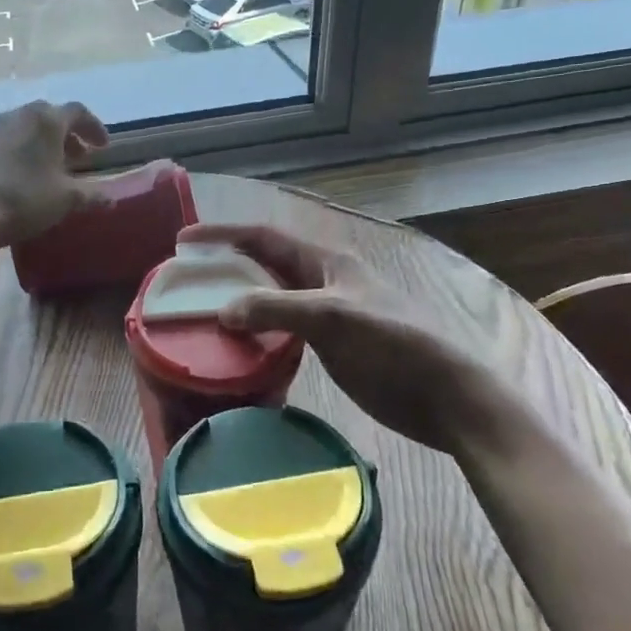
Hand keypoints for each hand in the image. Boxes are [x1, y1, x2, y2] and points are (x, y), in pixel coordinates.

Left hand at [0, 100, 110, 249]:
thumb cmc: (22, 200)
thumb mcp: (65, 200)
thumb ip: (92, 196)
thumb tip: (112, 198)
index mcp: (47, 121)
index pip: (78, 112)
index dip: (94, 127)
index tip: (103, 147)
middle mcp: (18, 116)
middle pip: (49, 117)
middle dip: (67, 135)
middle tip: (78, 156)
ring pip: (23, 129)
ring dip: (40, 143)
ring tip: (48, 168)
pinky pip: (2, 144)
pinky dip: (16, 153)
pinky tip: (16, 177)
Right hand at [185, 223, 529, 455]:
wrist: (445, 396)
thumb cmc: (393, 345)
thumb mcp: (333, 318)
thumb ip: (277, 308)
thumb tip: (224, 310)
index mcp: (326, 262)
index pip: (264, 237)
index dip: (223, 234)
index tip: (185, 240)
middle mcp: (322, 282)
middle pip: (265, 265)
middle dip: (227, 267)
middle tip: (188, 281)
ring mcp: (327, 315)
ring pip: (272, 299)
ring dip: (241, 301)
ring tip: (204, 313)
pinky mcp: (331, 347)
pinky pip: (284, 331)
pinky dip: (258, 333)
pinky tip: (240, 347)